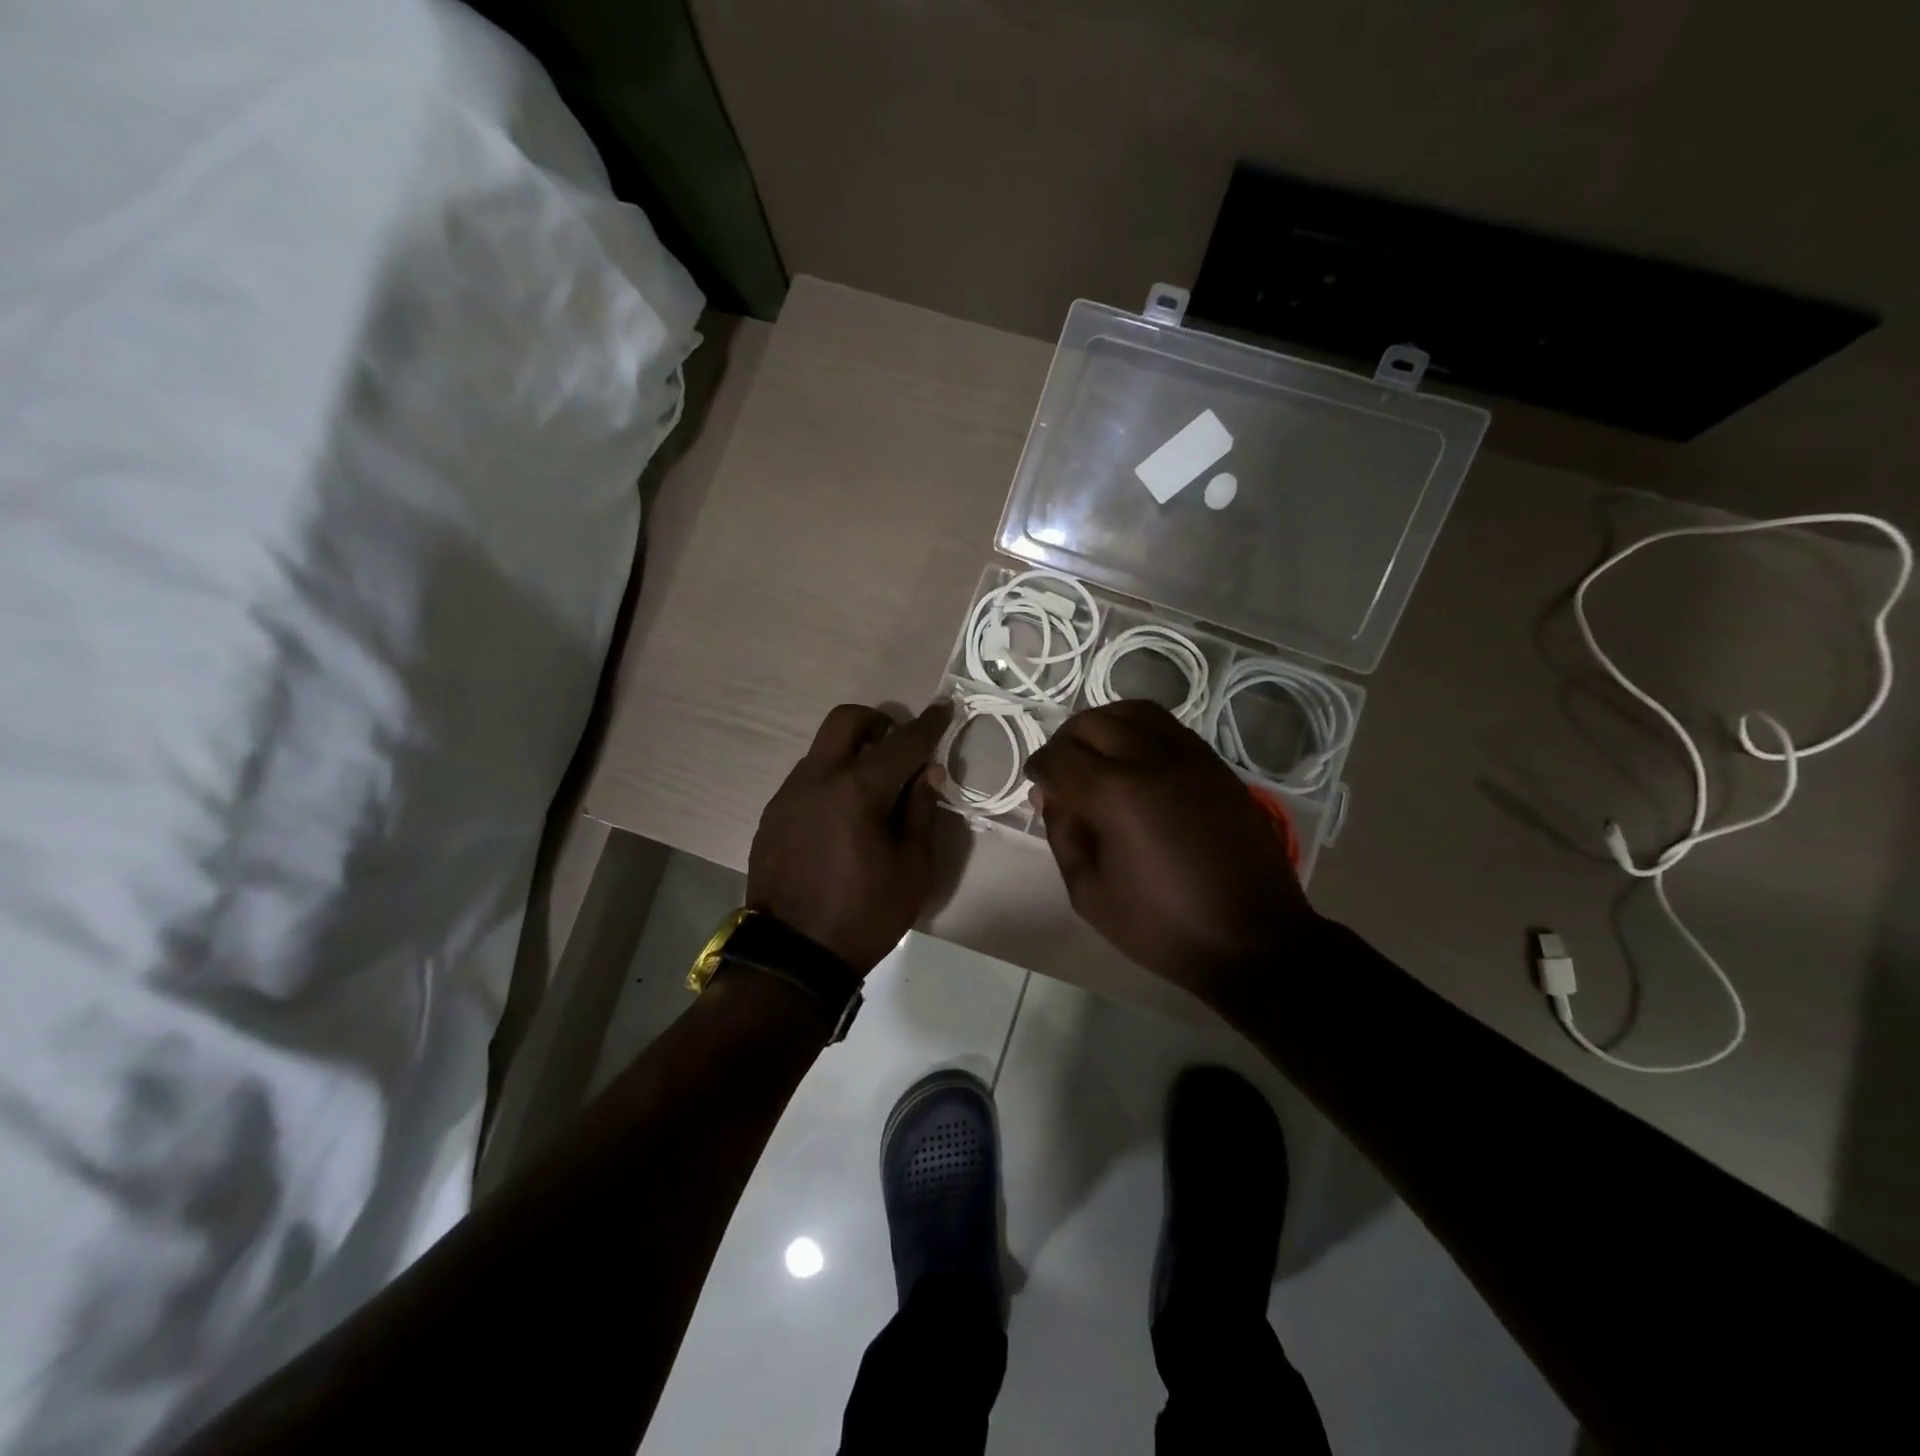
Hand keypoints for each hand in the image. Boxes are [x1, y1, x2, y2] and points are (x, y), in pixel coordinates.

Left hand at [748, 701, 953, 974]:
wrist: (794, 956)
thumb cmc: (864, 915)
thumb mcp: (912, 868)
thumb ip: (921, 811)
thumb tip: (927, 772)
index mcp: (857, 790)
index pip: (902, 743)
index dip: (928, 724)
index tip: (944, 708)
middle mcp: (817, 779)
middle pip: (846, 721)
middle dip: (878, 723)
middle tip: (899, 748)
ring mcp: (789, 794)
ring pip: (823, 748)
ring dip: (852, 752)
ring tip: (872, 789)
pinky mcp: (773, 814)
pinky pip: (807, 777)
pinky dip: (831, 779)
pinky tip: (842, 815)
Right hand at [1026, 700, 1317, 1000]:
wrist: (1253, 938)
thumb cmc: (1163, 926)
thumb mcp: (1089, 893)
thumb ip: (1063, 834)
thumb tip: (1051, 795)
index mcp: (1115, 794)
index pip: (1059, 757)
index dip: (1039, 768)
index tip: (1037, 785)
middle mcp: (1150, 758)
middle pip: (1092, 722)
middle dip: (1065, 742)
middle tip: (1061, 773)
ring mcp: (1188, 755)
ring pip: (1131, 711)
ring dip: (1102, 726)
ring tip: (1095, 757)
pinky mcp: (1214, 763)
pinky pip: (1166, 726)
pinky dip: (1137, 730)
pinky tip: (1133, 762)